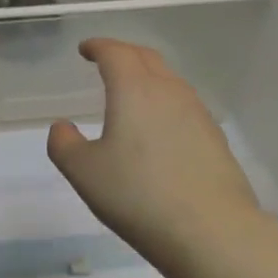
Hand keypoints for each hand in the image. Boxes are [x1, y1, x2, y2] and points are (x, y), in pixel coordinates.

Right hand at [47, 39, 262, 270]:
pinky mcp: (215, 138)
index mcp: (134, 89)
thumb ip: (64, 144)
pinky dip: (165, 102)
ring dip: (148, 76)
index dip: (98, 46)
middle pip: (146, 58)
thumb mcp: (84, 172)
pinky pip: (184, 105)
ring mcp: (197, 113)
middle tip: (107, 61)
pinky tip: (159, 127)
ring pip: (169, 80)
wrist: (212, 231)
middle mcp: (169, 91)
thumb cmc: (138, 195)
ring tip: (132, 92)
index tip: (86, 49)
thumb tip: (62, 127)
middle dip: (124, 53)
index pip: (115, 52)